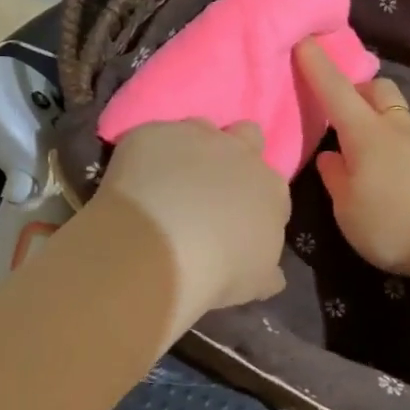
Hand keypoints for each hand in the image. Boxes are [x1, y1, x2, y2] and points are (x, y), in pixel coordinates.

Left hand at [96, 119, 289, 326]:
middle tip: (213, 182)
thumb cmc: (220, 270)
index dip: (255, 199)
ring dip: (192, 147)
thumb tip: (273, 275)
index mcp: (271, 189)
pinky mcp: (154, 133)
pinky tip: (135, 182)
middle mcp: (241, 153)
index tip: (239, 218)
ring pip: (201, 127)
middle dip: (236, 150)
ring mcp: (197, 136)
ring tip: (170, 179)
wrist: (162, 248)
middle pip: (249, 135)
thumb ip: (267, 271)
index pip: (273, 186)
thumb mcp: (255, 282)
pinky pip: (154, 138)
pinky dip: (148, 155)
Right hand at [295, 39, 409, 277]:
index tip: (304, 41)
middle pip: (377, 88)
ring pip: (398, 111)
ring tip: (367, 148)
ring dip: (380, 117)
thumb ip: (335, 178)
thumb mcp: (348, 209)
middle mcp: (396, 126)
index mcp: (365, 132)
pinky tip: (393, 169)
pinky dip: (397, 140)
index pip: (336, 89)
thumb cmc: (393, 223)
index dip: (317, 65)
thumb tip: (330, 155)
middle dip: (357, 89)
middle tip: (341, 110)